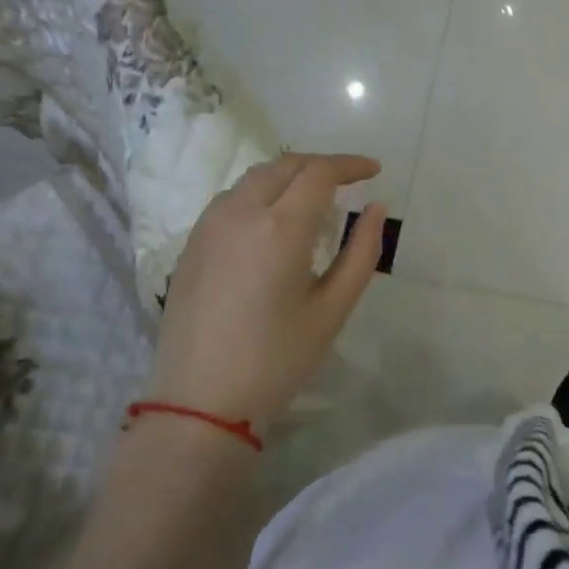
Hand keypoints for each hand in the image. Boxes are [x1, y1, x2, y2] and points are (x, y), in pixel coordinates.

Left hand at [150, 153, 386, 425]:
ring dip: (289, 175)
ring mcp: (209, 225)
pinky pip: (232, 198)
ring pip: (255, 178)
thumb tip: (376, 208)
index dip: (350, 165)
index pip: (319, 172)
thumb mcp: (333, 309)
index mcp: (281, 227)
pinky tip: (274, 220)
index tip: (374, 170)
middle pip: (285, 165)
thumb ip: (362, 252)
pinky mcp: (191, 243)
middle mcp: (241, 212)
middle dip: (321, 165)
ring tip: (314, 197)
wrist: (199, 403)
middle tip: (349, 181)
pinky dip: (261, 193)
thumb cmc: (277, 359)